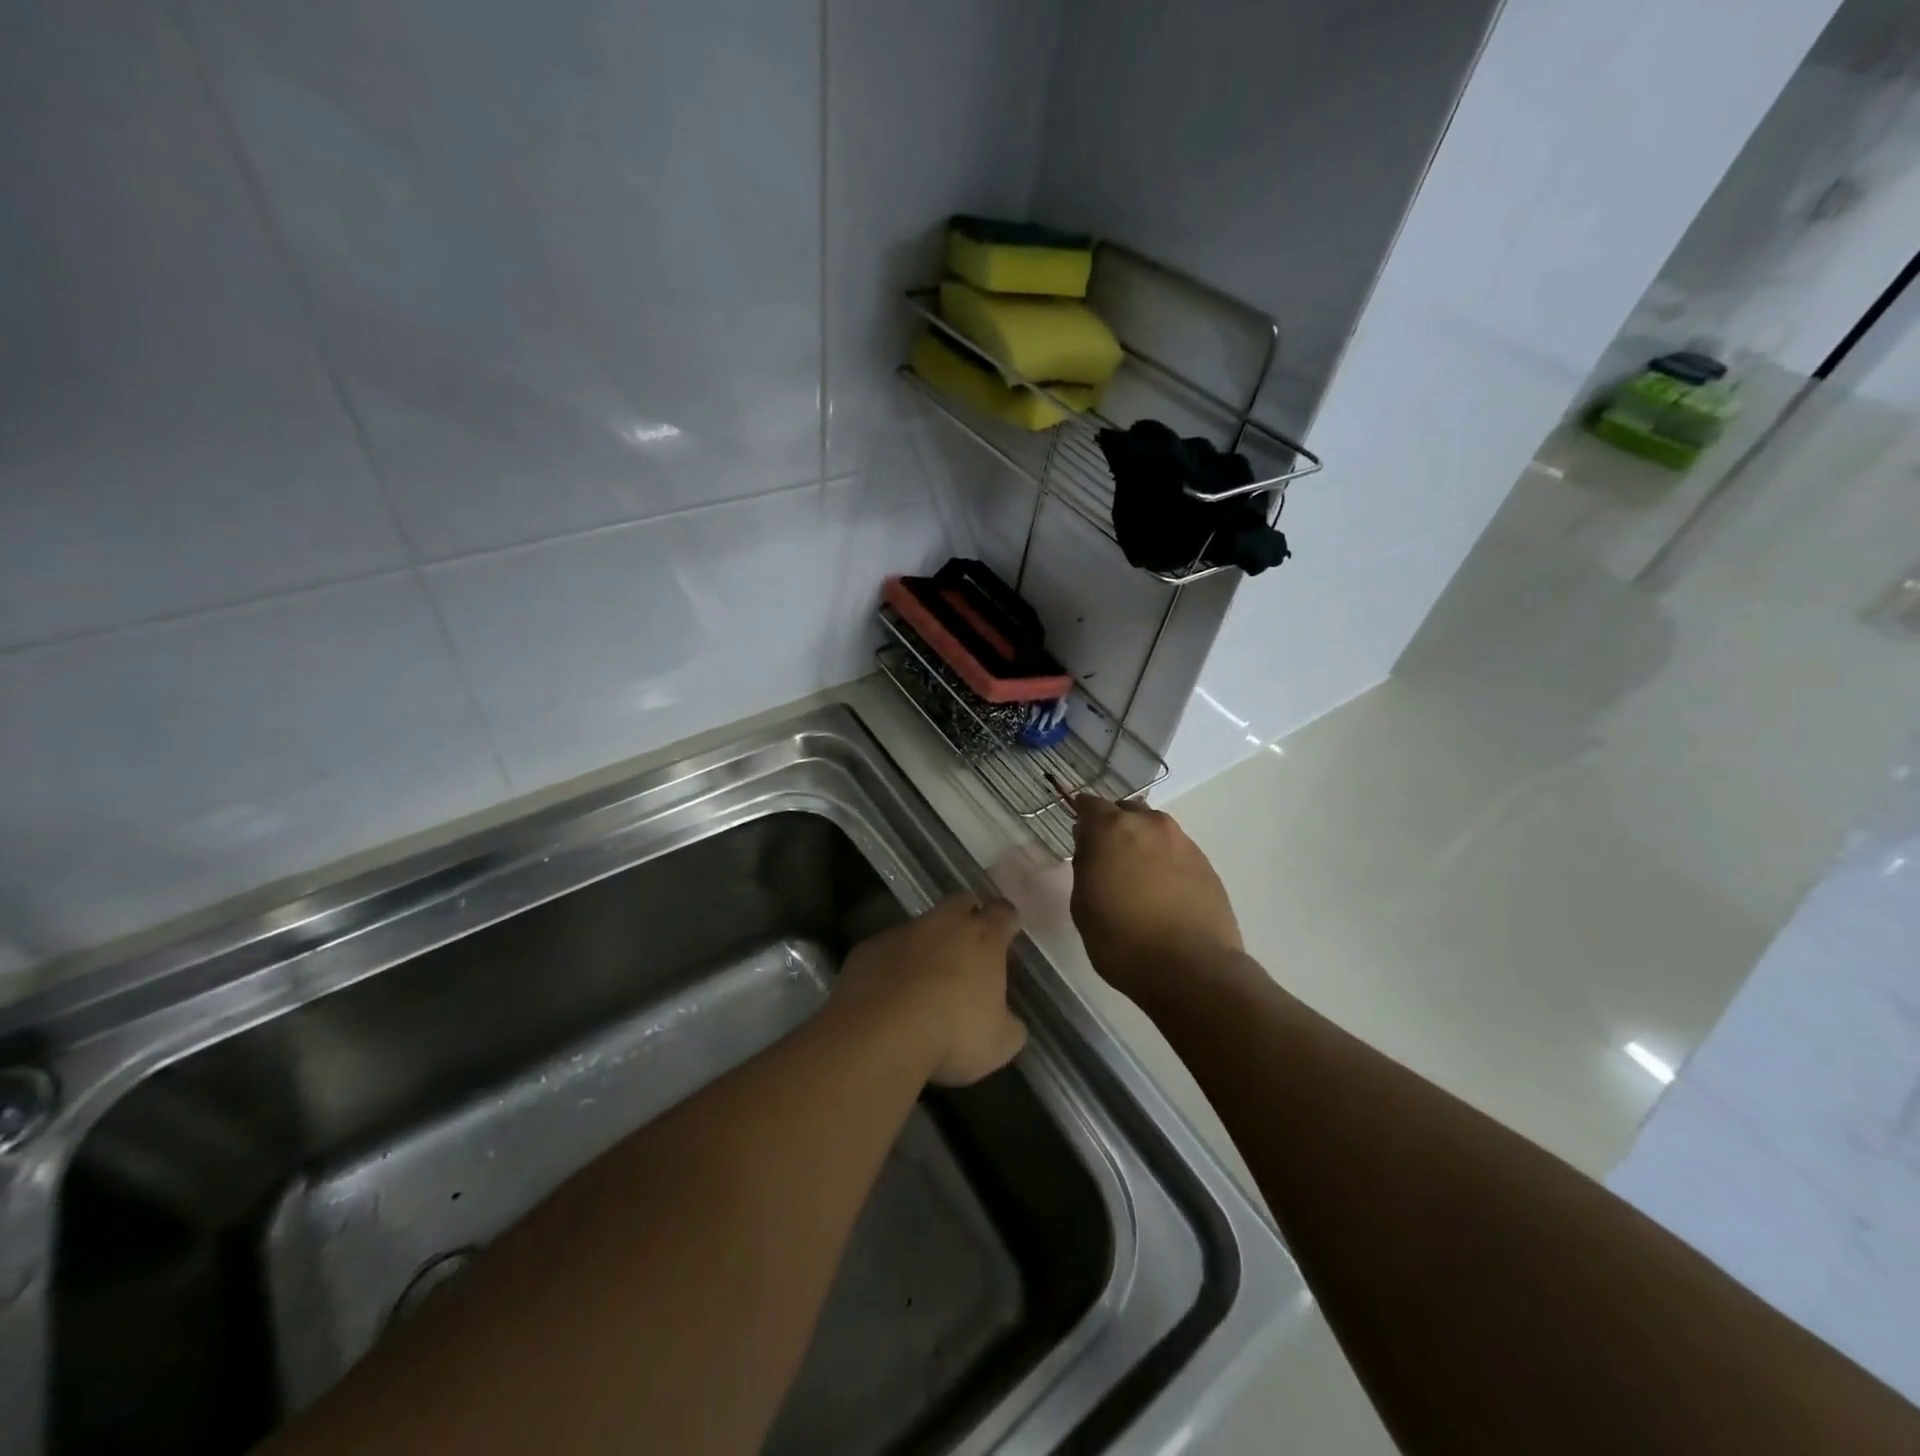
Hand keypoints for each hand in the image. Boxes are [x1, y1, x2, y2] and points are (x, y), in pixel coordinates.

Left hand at [835, 893, 1027, 1086]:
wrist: (882, 1034)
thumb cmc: (953, 1033)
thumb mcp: (1000, 1043)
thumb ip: (1010, 1025)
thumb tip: (1009, 1022)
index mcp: (982, 938)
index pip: (1003, 912)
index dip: (1007, 921)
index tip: (1008, 936)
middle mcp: (943, 923)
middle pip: (961, 902)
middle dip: (968, 916)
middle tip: (969, 948)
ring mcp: (902, 932)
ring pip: (920, 926)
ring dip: (927, 945)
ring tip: (925, 980)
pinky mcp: (868, 948)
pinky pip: (886, 949)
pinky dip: (893, 965)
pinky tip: (890, 994)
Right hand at [1070, 796, 1242, 1006]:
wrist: (1191, 969)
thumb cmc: (1121, 938)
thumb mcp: (1083, 904)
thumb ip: (1085, 865)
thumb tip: (1092, 847)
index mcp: (1113, 828)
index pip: (1090, 804)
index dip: (1082, 817)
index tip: (1079, 836)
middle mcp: (1151, 825)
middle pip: (1127, 812)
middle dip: (1115, 827)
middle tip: (1107, 859)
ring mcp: (1184, 843)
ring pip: (1156, 832)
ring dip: (1143, 845)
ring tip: (1138, 879)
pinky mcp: (1207, 866)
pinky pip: (1177, 853)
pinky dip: (1166, 864)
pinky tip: (1163, 894)